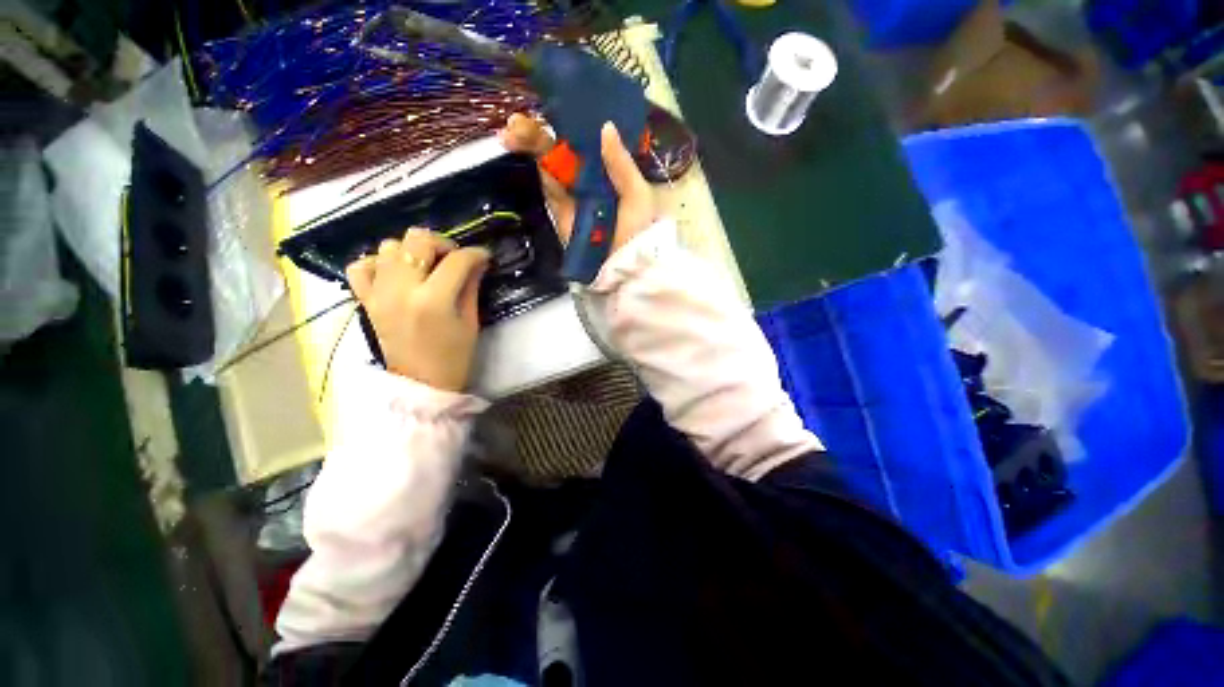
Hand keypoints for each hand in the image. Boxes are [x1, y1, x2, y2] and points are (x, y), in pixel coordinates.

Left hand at [346, 229, 490, 391]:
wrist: (421, 384)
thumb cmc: (454, 357)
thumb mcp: (470, 321)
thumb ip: (471, 286)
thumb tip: (477, 261)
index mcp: (433, 300)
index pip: (456, 261)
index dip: (475, 254)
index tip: (484, 256)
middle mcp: (401, 289)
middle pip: (417, 241)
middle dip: (442, 243)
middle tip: (454, 258)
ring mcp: (378, 293)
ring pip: (389, 246)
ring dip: (412, 251)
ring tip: (426, 267)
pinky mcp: (366, 300)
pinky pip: (361, 266)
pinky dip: (378, 262)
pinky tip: (395, 273)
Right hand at [499, 114, 655, 255]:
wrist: (622, 265)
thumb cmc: (637, 229)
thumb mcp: (637, 194)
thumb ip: (621, 164)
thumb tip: (606, 126)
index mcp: (609, 171)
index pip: (588, 142)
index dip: (572, 122)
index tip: (557, 102)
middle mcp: (588, 179)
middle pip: (563, 148)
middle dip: (542, 131)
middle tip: (520, 118)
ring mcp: (571, 194)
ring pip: (549, 162)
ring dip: (530, 142)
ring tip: (511, 128)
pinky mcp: (559, 210)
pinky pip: (547, 184)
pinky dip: (533, 165)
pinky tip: (518, 145)